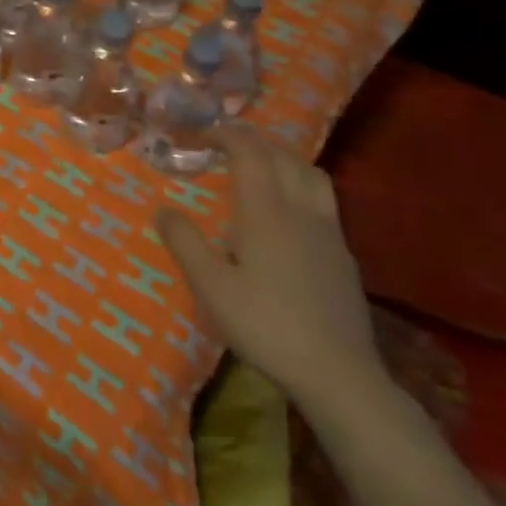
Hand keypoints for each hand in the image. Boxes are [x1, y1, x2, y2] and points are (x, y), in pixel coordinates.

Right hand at [158, 128, 380, 409]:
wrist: (338, 372)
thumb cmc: (266, 325)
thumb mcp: (211, 287)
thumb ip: (185, 243)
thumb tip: (162, 209)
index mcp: (266, 213)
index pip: (250, 154)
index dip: (227, 135)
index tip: (204, 132)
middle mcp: (300, 211)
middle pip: (282, 157)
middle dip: (253, 141)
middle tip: (225, 143)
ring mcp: (328, 232)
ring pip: (310, 174)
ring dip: (282, 158)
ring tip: (260, 165)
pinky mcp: (343, 254)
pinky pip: (323, 199)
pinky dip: (300, 184)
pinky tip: (289, 210)